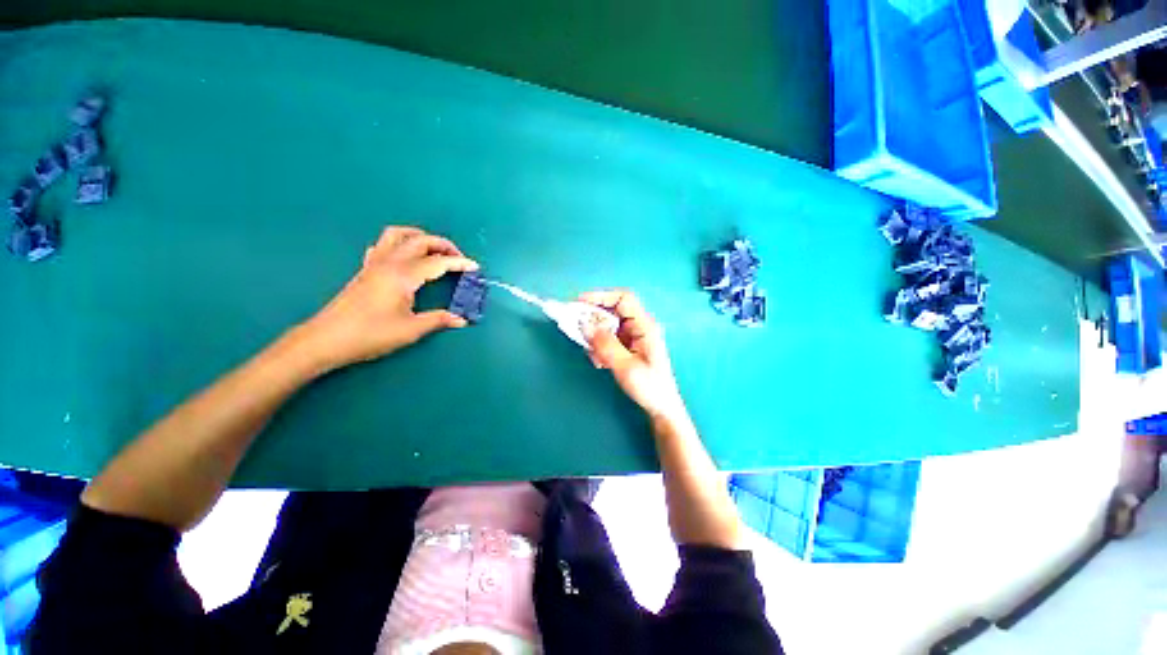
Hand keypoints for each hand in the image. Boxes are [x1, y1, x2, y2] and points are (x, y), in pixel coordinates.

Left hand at [297, 226, 478, 369]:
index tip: (475, 267)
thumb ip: (438, 320)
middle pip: (420, 241)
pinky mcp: (365, 269)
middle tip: (459, 259)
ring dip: (420, 237)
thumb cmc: (370, 334)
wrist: (326, 339)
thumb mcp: (410, 330)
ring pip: (398, 235)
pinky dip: (400, 244)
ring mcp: (374, 263)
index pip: (438, 262)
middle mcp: (389, 262)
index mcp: (403, 275)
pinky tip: (406, 258)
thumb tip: (461, 320)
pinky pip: (383, 245)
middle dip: (443, 245)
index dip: (459, 263)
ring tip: (434, 250)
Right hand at [580, 290, 687, 422]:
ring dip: (595, 337)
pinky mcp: (627, 346)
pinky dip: (599, 346)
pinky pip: (608, 338)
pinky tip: (600, 362)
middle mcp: (639, 326)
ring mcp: (633, 336)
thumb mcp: (626, 367)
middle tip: (577, 330)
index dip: (601, 296)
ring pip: (608, 326)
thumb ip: (605, 345)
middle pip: (612, 311)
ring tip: (593, 355)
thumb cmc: (650, 387)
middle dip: (593, 319)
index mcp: (644, 326)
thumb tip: (584, 325)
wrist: (661, 407)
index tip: (579, 303)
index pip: (623, 299)